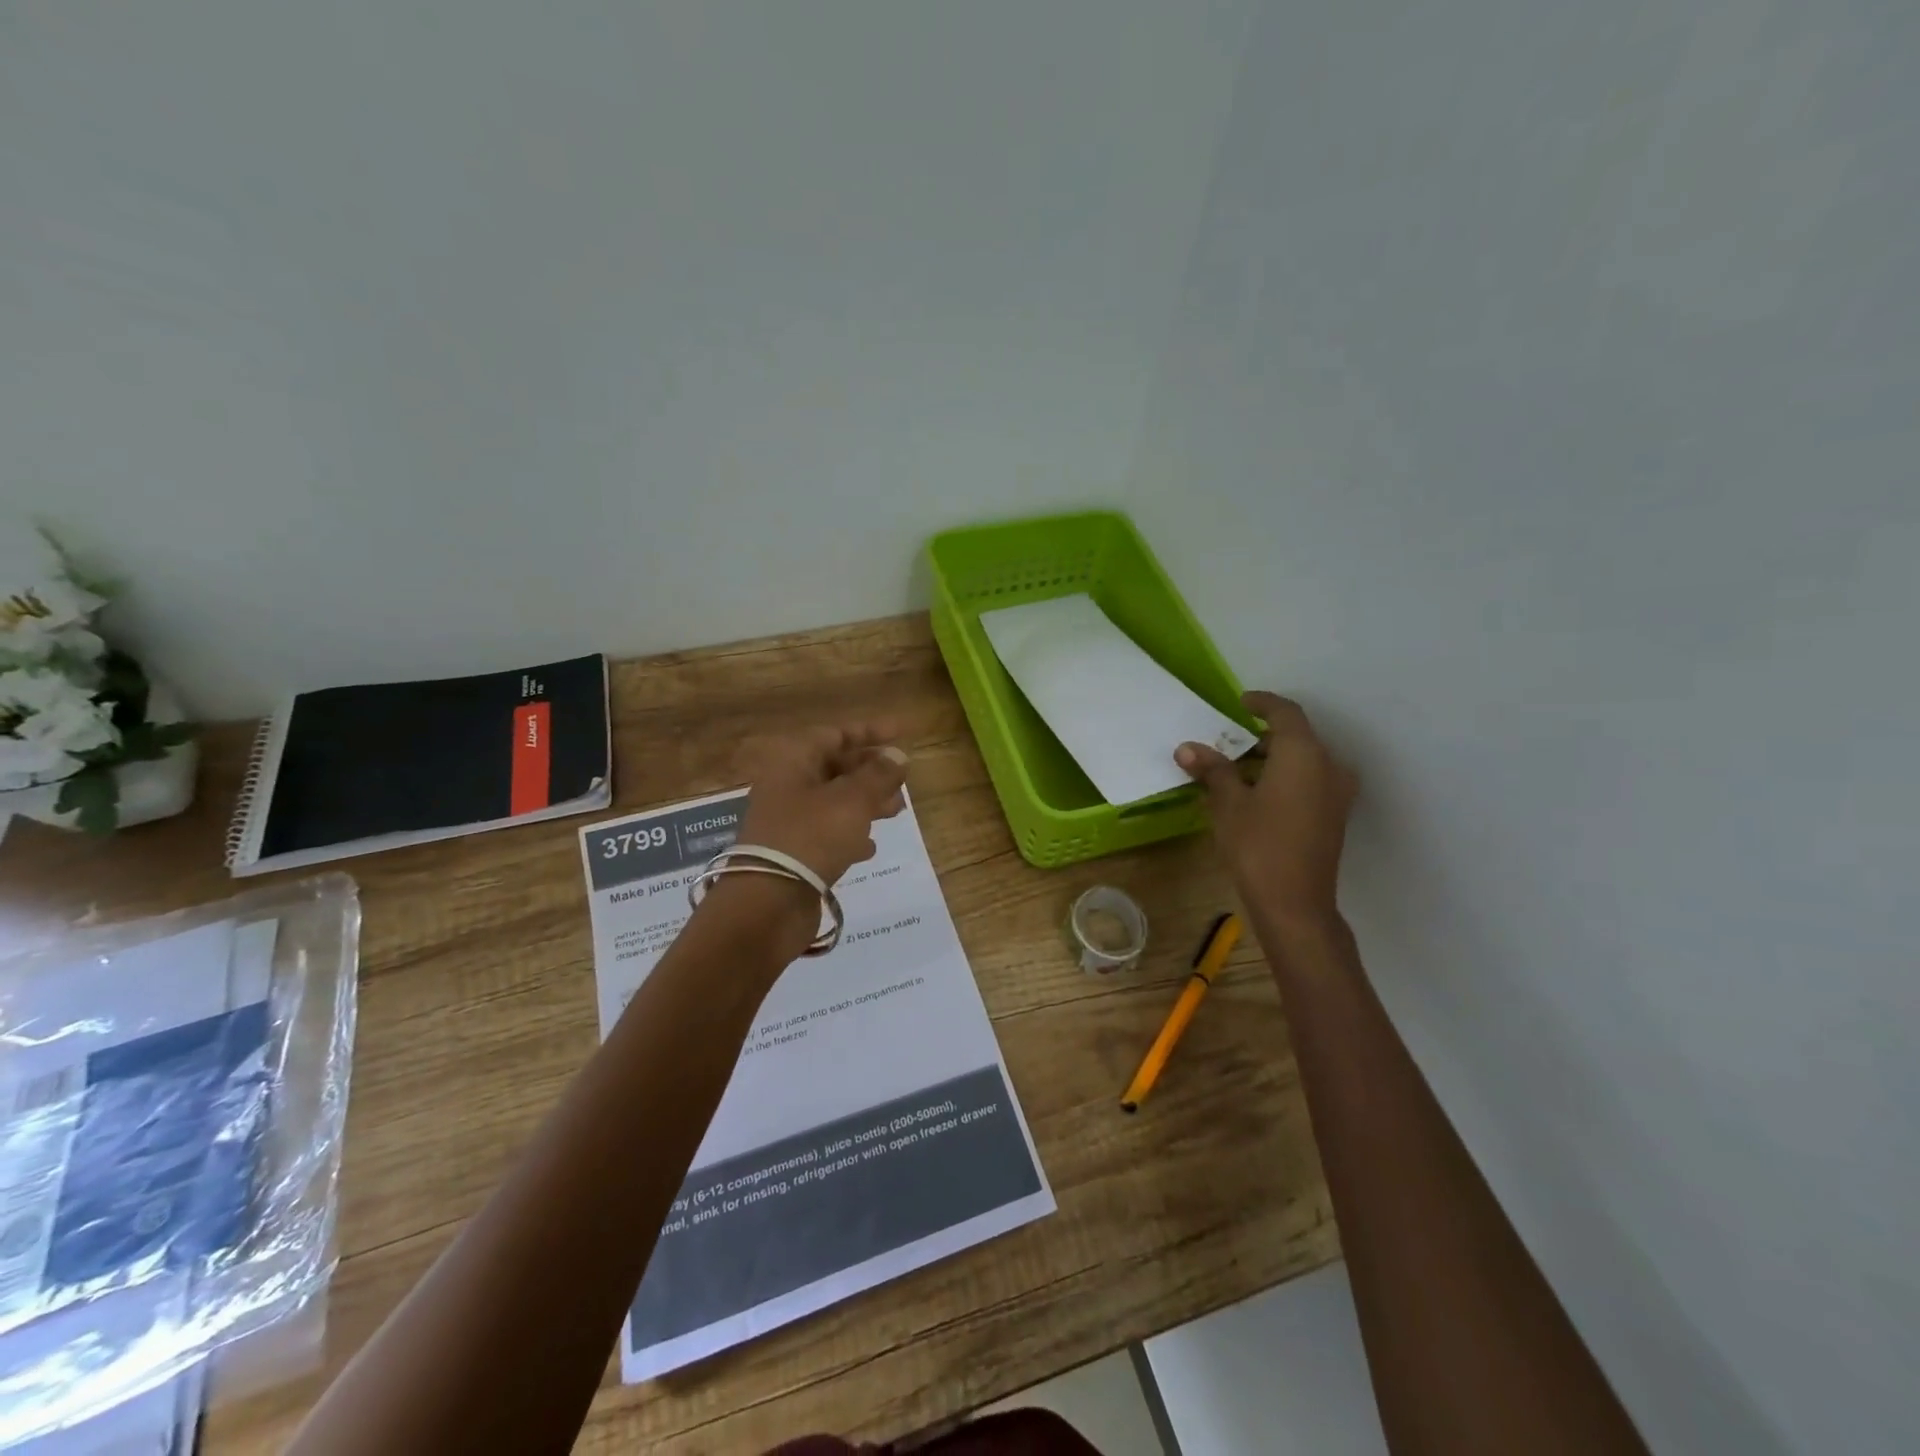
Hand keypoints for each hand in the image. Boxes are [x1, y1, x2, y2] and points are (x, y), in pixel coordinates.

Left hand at [735, 723, 909, 886]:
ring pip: (834, 801)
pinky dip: (850, 833)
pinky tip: (869, 846)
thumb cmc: (811, 837)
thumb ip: (878, 776)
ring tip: (896, 812)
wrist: (769, 902)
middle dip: (871, 771)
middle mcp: (786, 786)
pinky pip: (826, 833)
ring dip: (866, 802)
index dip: (869, 731)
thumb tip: (897, 756)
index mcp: (794, 762)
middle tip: (902, 779)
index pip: (835, 734)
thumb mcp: (852, 800)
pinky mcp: (793, 853)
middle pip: (834, 768)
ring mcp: (787, 821)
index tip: (901, 733)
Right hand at [1177, 691, 1356, 927]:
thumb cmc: (1258, 845)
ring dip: (1273, 759)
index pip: (1285, 713)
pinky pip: (1309, 781)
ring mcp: (1336, 793)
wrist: (1295, 904)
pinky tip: (1256, 794)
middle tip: (1228, 742)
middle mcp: (1328, 766)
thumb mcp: (1228, 803)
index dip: (1262, 703)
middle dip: (1262, 736)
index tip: (1240, 702)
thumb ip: (1213, 770)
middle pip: (1296, 737)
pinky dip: (1285, 777)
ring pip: (1304, 761)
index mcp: (1304, 754)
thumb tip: (1187, 748)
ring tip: (1236, 769)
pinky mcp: (1334, 816)